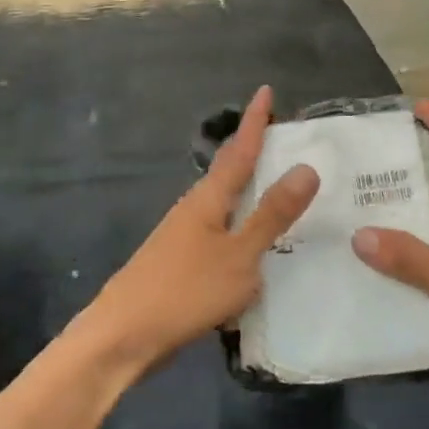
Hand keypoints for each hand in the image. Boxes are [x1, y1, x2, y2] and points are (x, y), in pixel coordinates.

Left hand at [83, 86, 318, 379]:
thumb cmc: (184, 291)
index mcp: (209, 199)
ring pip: (226, 205)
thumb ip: (272, 215)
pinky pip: (223, 235)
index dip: (254, 122)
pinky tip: (258, 247)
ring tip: (283, 191)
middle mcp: (195, 210)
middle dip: (255, 153)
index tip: (265, 90)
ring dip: (251, 193)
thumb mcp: (239, 255)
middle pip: (230, 173)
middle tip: (287, 141)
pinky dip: (244, 229)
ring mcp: (185, 238)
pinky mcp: (183, 265)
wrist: (122, 338)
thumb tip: (307, 167)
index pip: (239, 150)